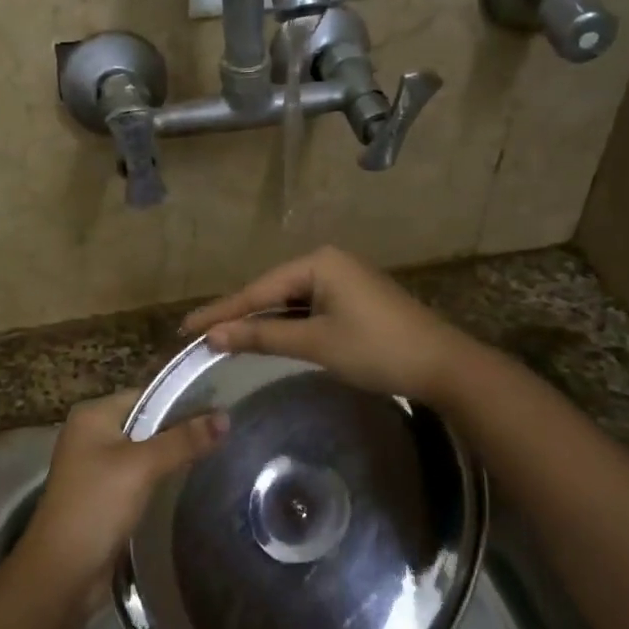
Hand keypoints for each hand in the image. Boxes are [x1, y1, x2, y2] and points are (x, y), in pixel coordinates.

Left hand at [21, 391, 226, 595]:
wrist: (61, 573)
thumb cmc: (97, 506)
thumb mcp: (142, 466)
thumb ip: (183, 440)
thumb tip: (225, 417)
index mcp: (93, 415)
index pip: (147, 395)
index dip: (183, 400)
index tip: (221, 409)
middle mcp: (90, 434)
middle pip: (146, 422)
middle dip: (181, 429)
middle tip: (225, 435)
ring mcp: (94, 466)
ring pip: (144, 451)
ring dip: (172, 455)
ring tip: (215, 456)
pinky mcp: (102, 495)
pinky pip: (138, 476)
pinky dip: (160, 478)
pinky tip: (188, 484)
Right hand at [183, 246, 475, 403]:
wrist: (443, 365)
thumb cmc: (377, 349)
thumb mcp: (316, 343)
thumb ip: (263, 336)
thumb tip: (215, 336)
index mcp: (318, 263)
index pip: (258, 289)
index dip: (221, 311)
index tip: (185, 327)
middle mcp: (328, 262)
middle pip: (272, 290)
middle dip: (239, 314)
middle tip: (200, 335)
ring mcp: (344, 280)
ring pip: (290, 301)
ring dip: (263, 321)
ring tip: (225, 338)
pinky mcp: (354, 300)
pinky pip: (309, 308)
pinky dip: (288, 325)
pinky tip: (268, 337)